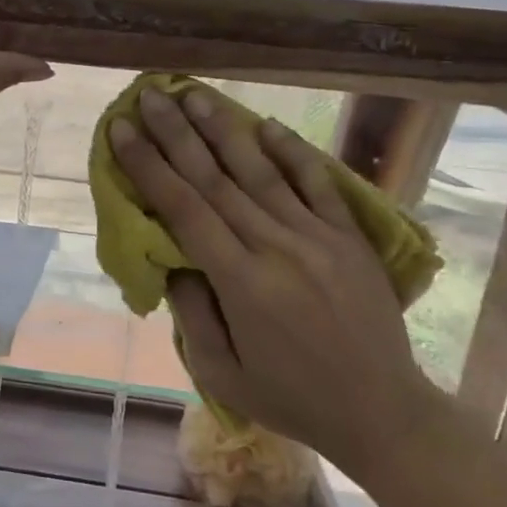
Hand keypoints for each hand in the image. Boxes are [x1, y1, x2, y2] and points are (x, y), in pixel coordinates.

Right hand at [110, 86, 439, 485]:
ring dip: (224, 130)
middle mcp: (277, 247)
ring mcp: (318, 237)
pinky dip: (293, 153)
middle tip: (151, 95)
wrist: (383, 412)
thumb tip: (172, 261)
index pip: (183, 209)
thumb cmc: (292, 398)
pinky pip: (318, 184)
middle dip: (176, 133)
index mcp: (241, 282)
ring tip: (196, 95)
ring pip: (261, 172)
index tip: (122, 130)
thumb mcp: (222, 373)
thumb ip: (192, 314)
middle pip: (216, 179)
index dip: (149, 165)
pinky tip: (267, 126)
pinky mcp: (349, 237)